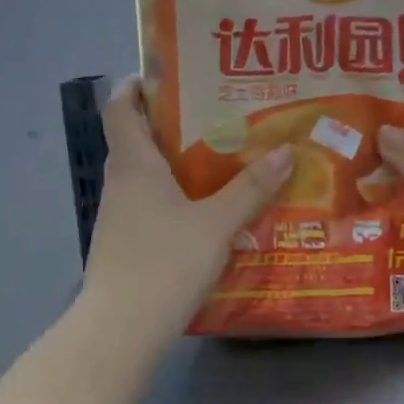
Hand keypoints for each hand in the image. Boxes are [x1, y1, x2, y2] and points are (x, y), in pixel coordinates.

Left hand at [81, 79, 291, 352]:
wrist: (122, 328)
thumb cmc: (165, 263)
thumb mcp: (216, 225)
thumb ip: (250, 189)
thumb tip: (286, 152)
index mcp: (133, 164)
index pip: (119, 107)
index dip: (135, 85)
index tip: (166, 75)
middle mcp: (119, 183)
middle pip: (135, 139)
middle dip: (170, 125)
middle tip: (215, 118)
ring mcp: (118, 217)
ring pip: (144, 177)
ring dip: (174, 166)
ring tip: (220, 163)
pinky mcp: (123, 246)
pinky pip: (148, 208)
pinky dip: (172, 200)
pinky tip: (204, 214)